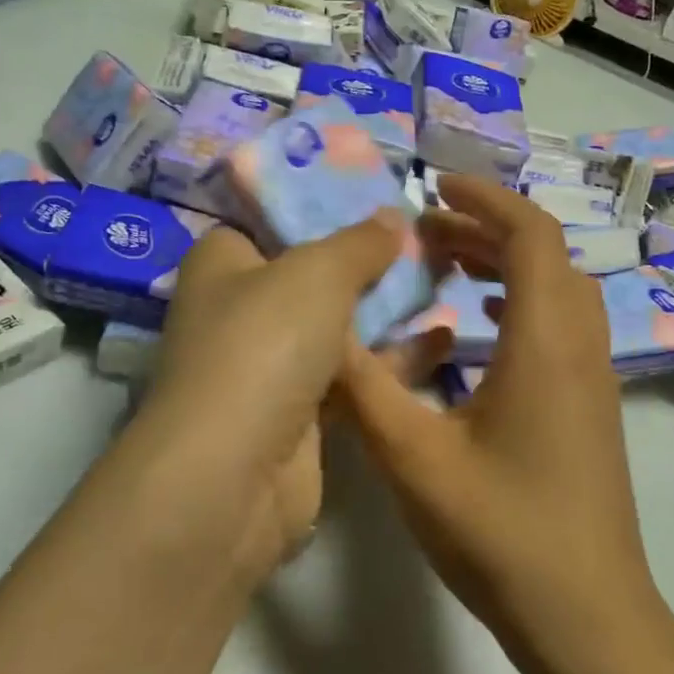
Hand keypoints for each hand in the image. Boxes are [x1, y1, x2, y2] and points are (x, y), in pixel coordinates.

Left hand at [137, 212, 438, 576]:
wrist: (235, 474)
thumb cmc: (264, 345)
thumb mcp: (317, 273)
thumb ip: (359, 242)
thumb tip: (391, 216)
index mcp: (224, 262)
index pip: (273, 219)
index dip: (324, 206)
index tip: (381, 200)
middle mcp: (241, 310)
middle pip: (314, 275)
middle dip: (369, 262)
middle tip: (428, 243)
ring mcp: (271, 365)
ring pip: (338, 327)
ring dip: (387, 311)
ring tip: (448, 282)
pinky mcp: (300, 413)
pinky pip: (352, 375)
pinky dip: (390, 359)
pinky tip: (442, 339)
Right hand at [339, 176, 661, 665]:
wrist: (588, 617)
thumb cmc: (502, 533)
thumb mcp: (413, 459)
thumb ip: (363, 388)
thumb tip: (323, 331)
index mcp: (545, 342)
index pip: (529, 235)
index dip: (484, 198)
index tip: (432, 187)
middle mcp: (580, 347)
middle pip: (545, 256)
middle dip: (484, 229)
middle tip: (423, 234)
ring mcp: (594, 379)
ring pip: (556, 291)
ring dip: (503, 265)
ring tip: (444, 269)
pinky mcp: (590, 408)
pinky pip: (559, 326)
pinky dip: (517, 304)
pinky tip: (475, 332)